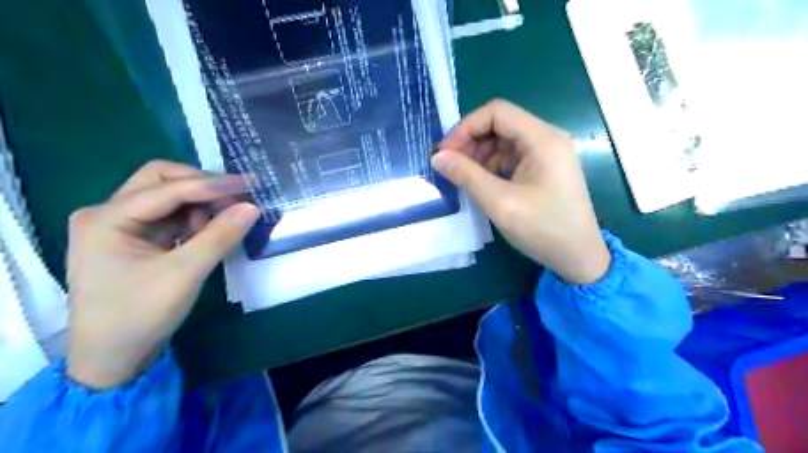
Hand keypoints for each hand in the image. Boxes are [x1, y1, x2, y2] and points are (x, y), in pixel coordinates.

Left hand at [67, 160, 261, 386]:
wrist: (112, 359)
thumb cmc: (139, 315)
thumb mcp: (185, 274)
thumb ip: (219, 236)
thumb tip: (252, 207)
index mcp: (106, 218)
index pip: (167, 188)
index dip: (212, 184)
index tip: (250, 184)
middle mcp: (108, 214)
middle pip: (161, 181)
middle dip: (202, 186)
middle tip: (237, 197)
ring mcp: (121, 226)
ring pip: (168, 197)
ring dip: (200, 203)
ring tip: (224, 220)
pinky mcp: (136, 240)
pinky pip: (171, 217)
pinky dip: (194, 219)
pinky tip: (209, 232)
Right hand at [432, 99, 609, 282]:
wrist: (578, 257)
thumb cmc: (542, 229)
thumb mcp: (500, 202)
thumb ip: (466, 175)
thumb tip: (437, 157)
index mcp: (542, 139)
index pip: (497, 112)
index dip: (466, 127)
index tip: (445, 151)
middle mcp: (546, 138)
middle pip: (500, 125)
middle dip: (471, 142)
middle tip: (449, 166)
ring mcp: (546, 154)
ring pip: (503, 142)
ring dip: (479, 155)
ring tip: (461, 177)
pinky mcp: (543, 169)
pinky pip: (511, 158)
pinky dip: (491, 167)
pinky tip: (479, 183)